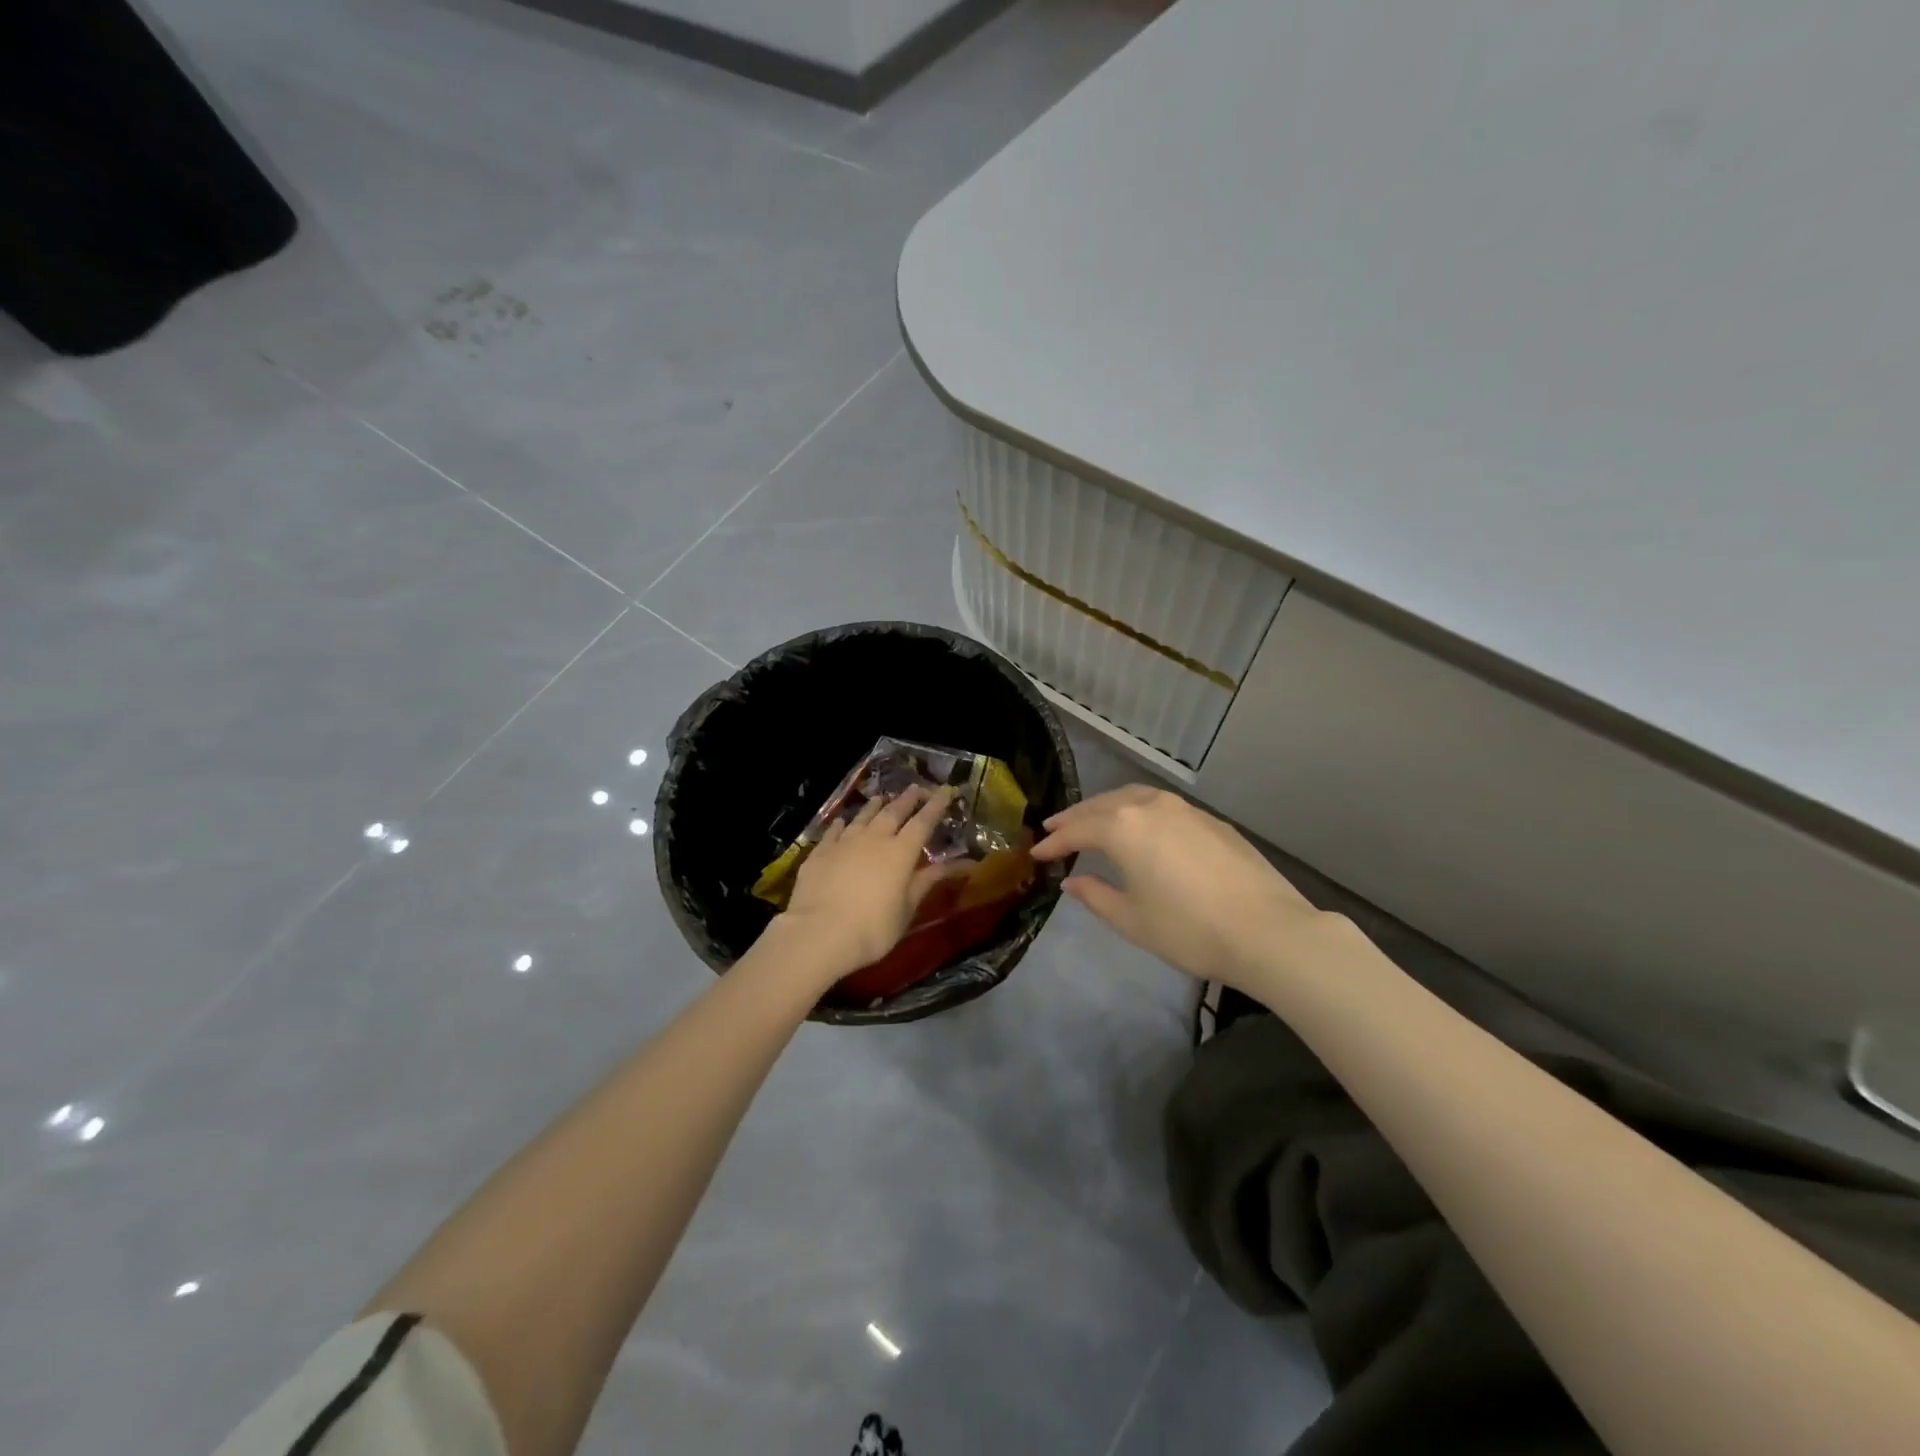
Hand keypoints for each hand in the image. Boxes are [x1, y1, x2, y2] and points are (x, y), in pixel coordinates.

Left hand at [780, 786, 956, 975]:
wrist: (820, 932)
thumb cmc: (873, 927)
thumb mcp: (907, 908)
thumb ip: (929, 881)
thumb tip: (964, 863)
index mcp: (901, 852)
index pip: (923, 822)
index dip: (935, 806)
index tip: (944, 791)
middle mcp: (874, 839)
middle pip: (893, 812)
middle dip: (907, 799)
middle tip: (916, 788)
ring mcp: (844, 843)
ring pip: (863, 817)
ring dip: (874, 806)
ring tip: (881, 798)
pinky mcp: (820, 853)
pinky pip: (833, 832)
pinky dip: (841, 824)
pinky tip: (842, 822)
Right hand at [1032, 785, 1330, 988]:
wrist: (1267, 931)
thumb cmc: (1189, 930)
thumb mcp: (1132, 920)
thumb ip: (1096, 896)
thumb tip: (1071, 882)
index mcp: (1123, 828)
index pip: (1077, 831)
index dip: (1053, 843)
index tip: (1035, 853)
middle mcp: (1150, 807)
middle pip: (1102, 805)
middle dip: (1076, 817)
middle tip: (1055, 829)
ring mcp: (1185, 809)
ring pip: (1134, 797)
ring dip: (1107, 808)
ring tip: (1093, 821)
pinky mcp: (1211, 820)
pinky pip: (1162, 806)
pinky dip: (1139, 811)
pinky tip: (1141, 828)